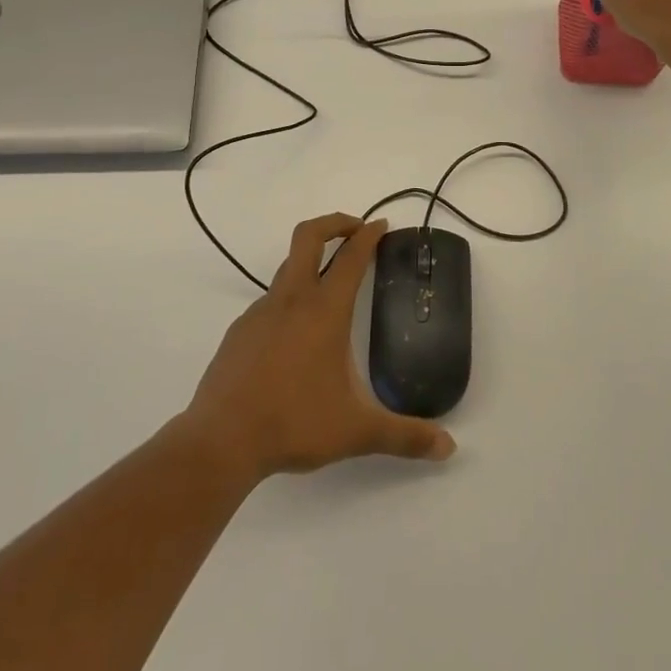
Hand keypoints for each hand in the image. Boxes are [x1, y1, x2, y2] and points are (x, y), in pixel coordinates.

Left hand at [183, 215, 456, 480]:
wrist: (220, 440)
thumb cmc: (294, 423)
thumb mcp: (357, 431)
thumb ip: (405, 436)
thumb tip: (449, 447)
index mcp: (324, 311)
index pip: (351, 257)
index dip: (368, 236)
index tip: (381, 225)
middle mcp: (291, 300)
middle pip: (309, 236)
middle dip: (335, 223)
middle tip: (356, 230)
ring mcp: (260, 312)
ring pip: (287, 268)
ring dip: (311, 262)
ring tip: (330, 287)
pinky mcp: (240, 331)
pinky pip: (270, 301)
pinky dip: (289, 299)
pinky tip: (296, 335)